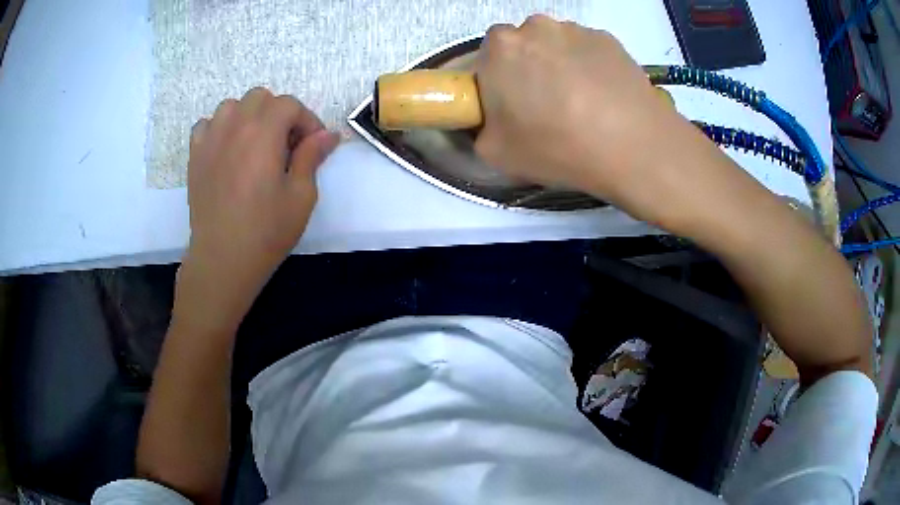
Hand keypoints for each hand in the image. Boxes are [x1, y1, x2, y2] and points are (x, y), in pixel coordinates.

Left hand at [177, 88, 339, 330]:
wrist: (223, 259)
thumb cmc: (266, 231)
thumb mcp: (301, 196)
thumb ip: (311, 156)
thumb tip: (328, 134)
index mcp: (264, 133)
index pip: (289, 104)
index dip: (307, 120)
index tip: (314, 145)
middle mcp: (235, 126)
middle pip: (260, 97)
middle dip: (279, 113)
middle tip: (285, 143)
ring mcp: (210, 139)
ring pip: (231, 106)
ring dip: (248, 116)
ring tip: (255, 143)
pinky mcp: (195, 156)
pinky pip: (206, 125)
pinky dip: (220, 128)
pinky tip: (227, 149)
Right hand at [474, 16, 714, 228]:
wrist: (633, 145)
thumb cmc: (557, 145)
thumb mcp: (495, 153)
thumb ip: (480, 128)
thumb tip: (493, 119)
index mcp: (499, 47)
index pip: (486, 59)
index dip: (497, 84)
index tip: (513, 108)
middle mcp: (535, 26)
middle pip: (523, 47)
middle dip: (528, 70)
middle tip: (547, 107)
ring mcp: (576, 29)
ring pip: (557, 47)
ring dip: (561, 67)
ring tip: (583, 105)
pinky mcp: (610, 39)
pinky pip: (588, 52)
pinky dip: (590, 68)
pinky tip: (605, 99)